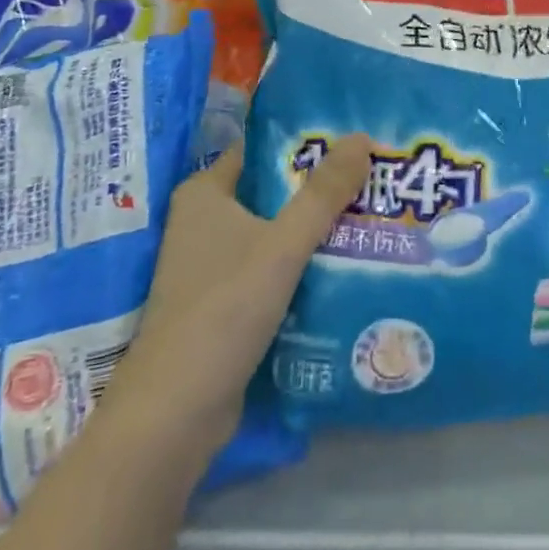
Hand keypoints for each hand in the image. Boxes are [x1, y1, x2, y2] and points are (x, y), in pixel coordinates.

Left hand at [119, 136, 372, 455]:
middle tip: (371, 178)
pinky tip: (344, 265)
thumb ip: (323, 193)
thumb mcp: (282, 244)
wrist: (177, 412)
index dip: (305, 144)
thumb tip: (362, 137)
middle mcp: (204, 222)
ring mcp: (212, 266)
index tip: (352, 142)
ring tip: (369, 215)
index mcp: (204, 193)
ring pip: (274, 233)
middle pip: (272, 192)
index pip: (261, 151)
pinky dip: (302, 266)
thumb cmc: (224, 308)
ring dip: (314, 229)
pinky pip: (271, 270)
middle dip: (318, 189)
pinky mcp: (224, 304)